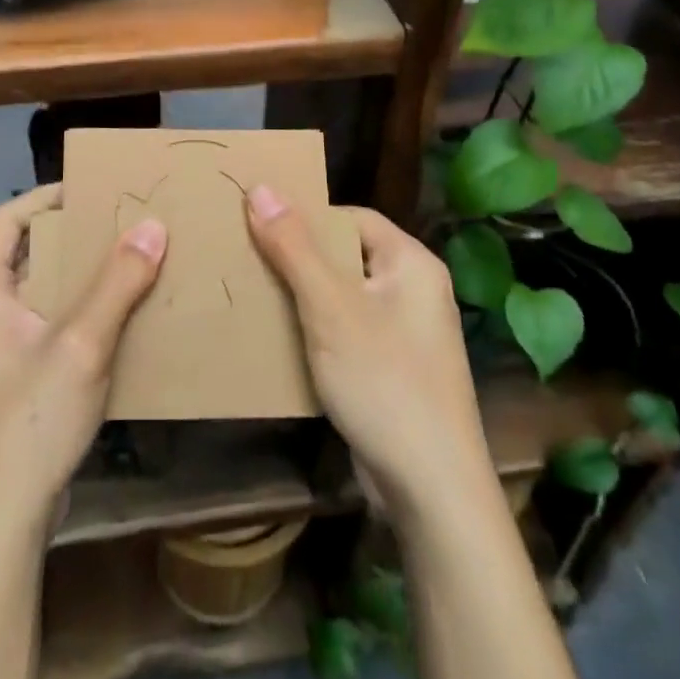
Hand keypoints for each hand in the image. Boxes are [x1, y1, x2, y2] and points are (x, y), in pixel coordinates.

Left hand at [0, 185, 168, 539]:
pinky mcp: (16, 380)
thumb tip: (152, 225)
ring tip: (133, 263)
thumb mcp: (80, 345)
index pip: (6, 220)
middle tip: (124, 223)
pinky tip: (124, 320)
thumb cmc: (28, 422)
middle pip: (27, 253)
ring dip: (83, 277)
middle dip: (74, 236)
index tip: (93, 189)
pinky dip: (83, 314)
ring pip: (42, 292)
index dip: (46, 197)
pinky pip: (51, 327)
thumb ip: (117, 283)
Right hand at [247, 187, 492, 529]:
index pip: (350, 217)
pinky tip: (278, 339)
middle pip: (344, 256)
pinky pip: (346, 332)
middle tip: (246, 258)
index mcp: (410, 263)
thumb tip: (260, 187)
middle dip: (296, 258)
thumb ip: (294, 248)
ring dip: (301, 297)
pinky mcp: (392, 369)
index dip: (305, 217)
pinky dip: (314, 331)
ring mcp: (404, 333)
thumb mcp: (330, 308)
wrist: (432, 491)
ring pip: (341, 297)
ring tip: (252, 293)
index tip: (257, 224)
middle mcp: (413, 290)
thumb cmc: (384, 382)